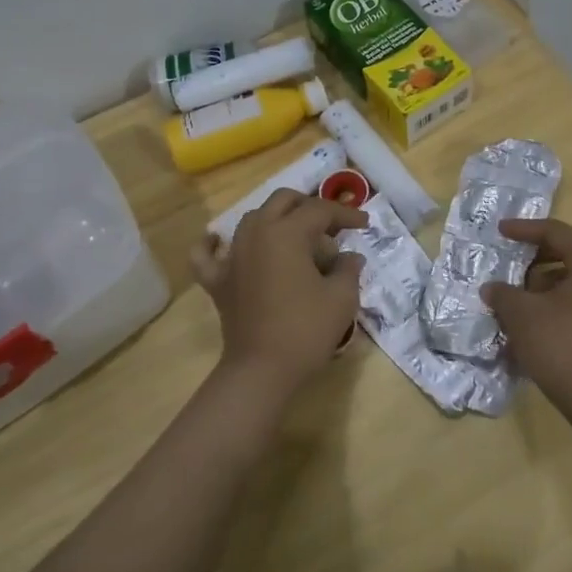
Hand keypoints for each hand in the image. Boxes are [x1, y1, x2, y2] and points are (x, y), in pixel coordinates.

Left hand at [191, 189, 366, 400]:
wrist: (262, 369)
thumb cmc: (306, 330)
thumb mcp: (341, 298)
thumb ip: (348, 269)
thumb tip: (350, 257)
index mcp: (287, 232)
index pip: (320, 210)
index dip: (345, 213)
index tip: (364, 224)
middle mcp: (256, 233)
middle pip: (283, 201)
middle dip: (309, 206)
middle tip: (331, 226)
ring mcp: (232, 255)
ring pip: (252, 219)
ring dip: (276, 219)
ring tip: (296, 238)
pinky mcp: (217, 280)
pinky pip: (207, 254)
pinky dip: (213, 244)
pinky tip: (219, 241)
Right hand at [483, 218, 571, 409]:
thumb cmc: (560, 345)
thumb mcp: (521, 314)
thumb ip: (503, 293)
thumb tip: (492, 289)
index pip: (557, 232)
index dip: (525, 229)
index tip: (500, 231)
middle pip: (570, 252)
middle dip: (536, 257)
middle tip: (510, 261)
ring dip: (545, 282)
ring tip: (518, 297)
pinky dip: (558, 301)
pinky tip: (536, 319)